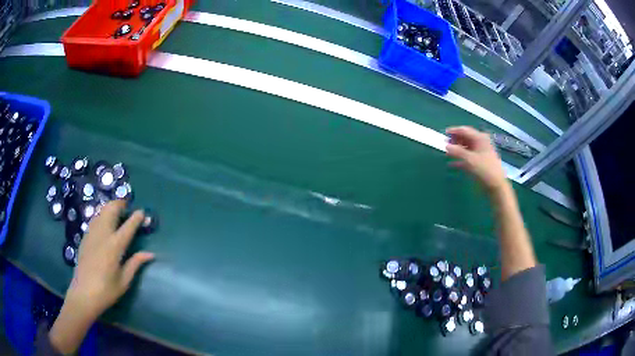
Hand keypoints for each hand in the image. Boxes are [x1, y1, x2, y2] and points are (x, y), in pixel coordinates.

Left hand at [49, 200, 153, 353]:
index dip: (135, 219)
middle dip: (119, 204)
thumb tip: (149, 253)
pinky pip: (93, 221)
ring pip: (99, 213)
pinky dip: (99, 215)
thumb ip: (135, 265)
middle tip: (127, 202)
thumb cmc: (105, 294)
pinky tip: (101, 219)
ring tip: (115, 206)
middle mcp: (101, 238)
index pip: (126, 228)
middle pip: (110, 212)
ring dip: (108, 207)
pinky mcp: (83, 240)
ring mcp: (90, 237)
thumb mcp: (123, 283)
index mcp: (112, 249)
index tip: (141, 212)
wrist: (81, 296)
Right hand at [445, 126, 507, 192]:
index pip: (464, 130)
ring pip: (466, 148)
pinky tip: (451, 164)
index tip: (444, 133)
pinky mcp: (479, 162)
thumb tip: (446, 146)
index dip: (454, 131)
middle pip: (465, 138)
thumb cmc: (484, 169)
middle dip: (455, 141)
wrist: (496, 185)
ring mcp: (480, 153)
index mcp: (479, 138)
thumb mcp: (470, 160)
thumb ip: (457, 152)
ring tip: (447, 154)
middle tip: (445, 144)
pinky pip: (467, 158)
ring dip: (456, 150)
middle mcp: (480, 143)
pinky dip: (459, 160)